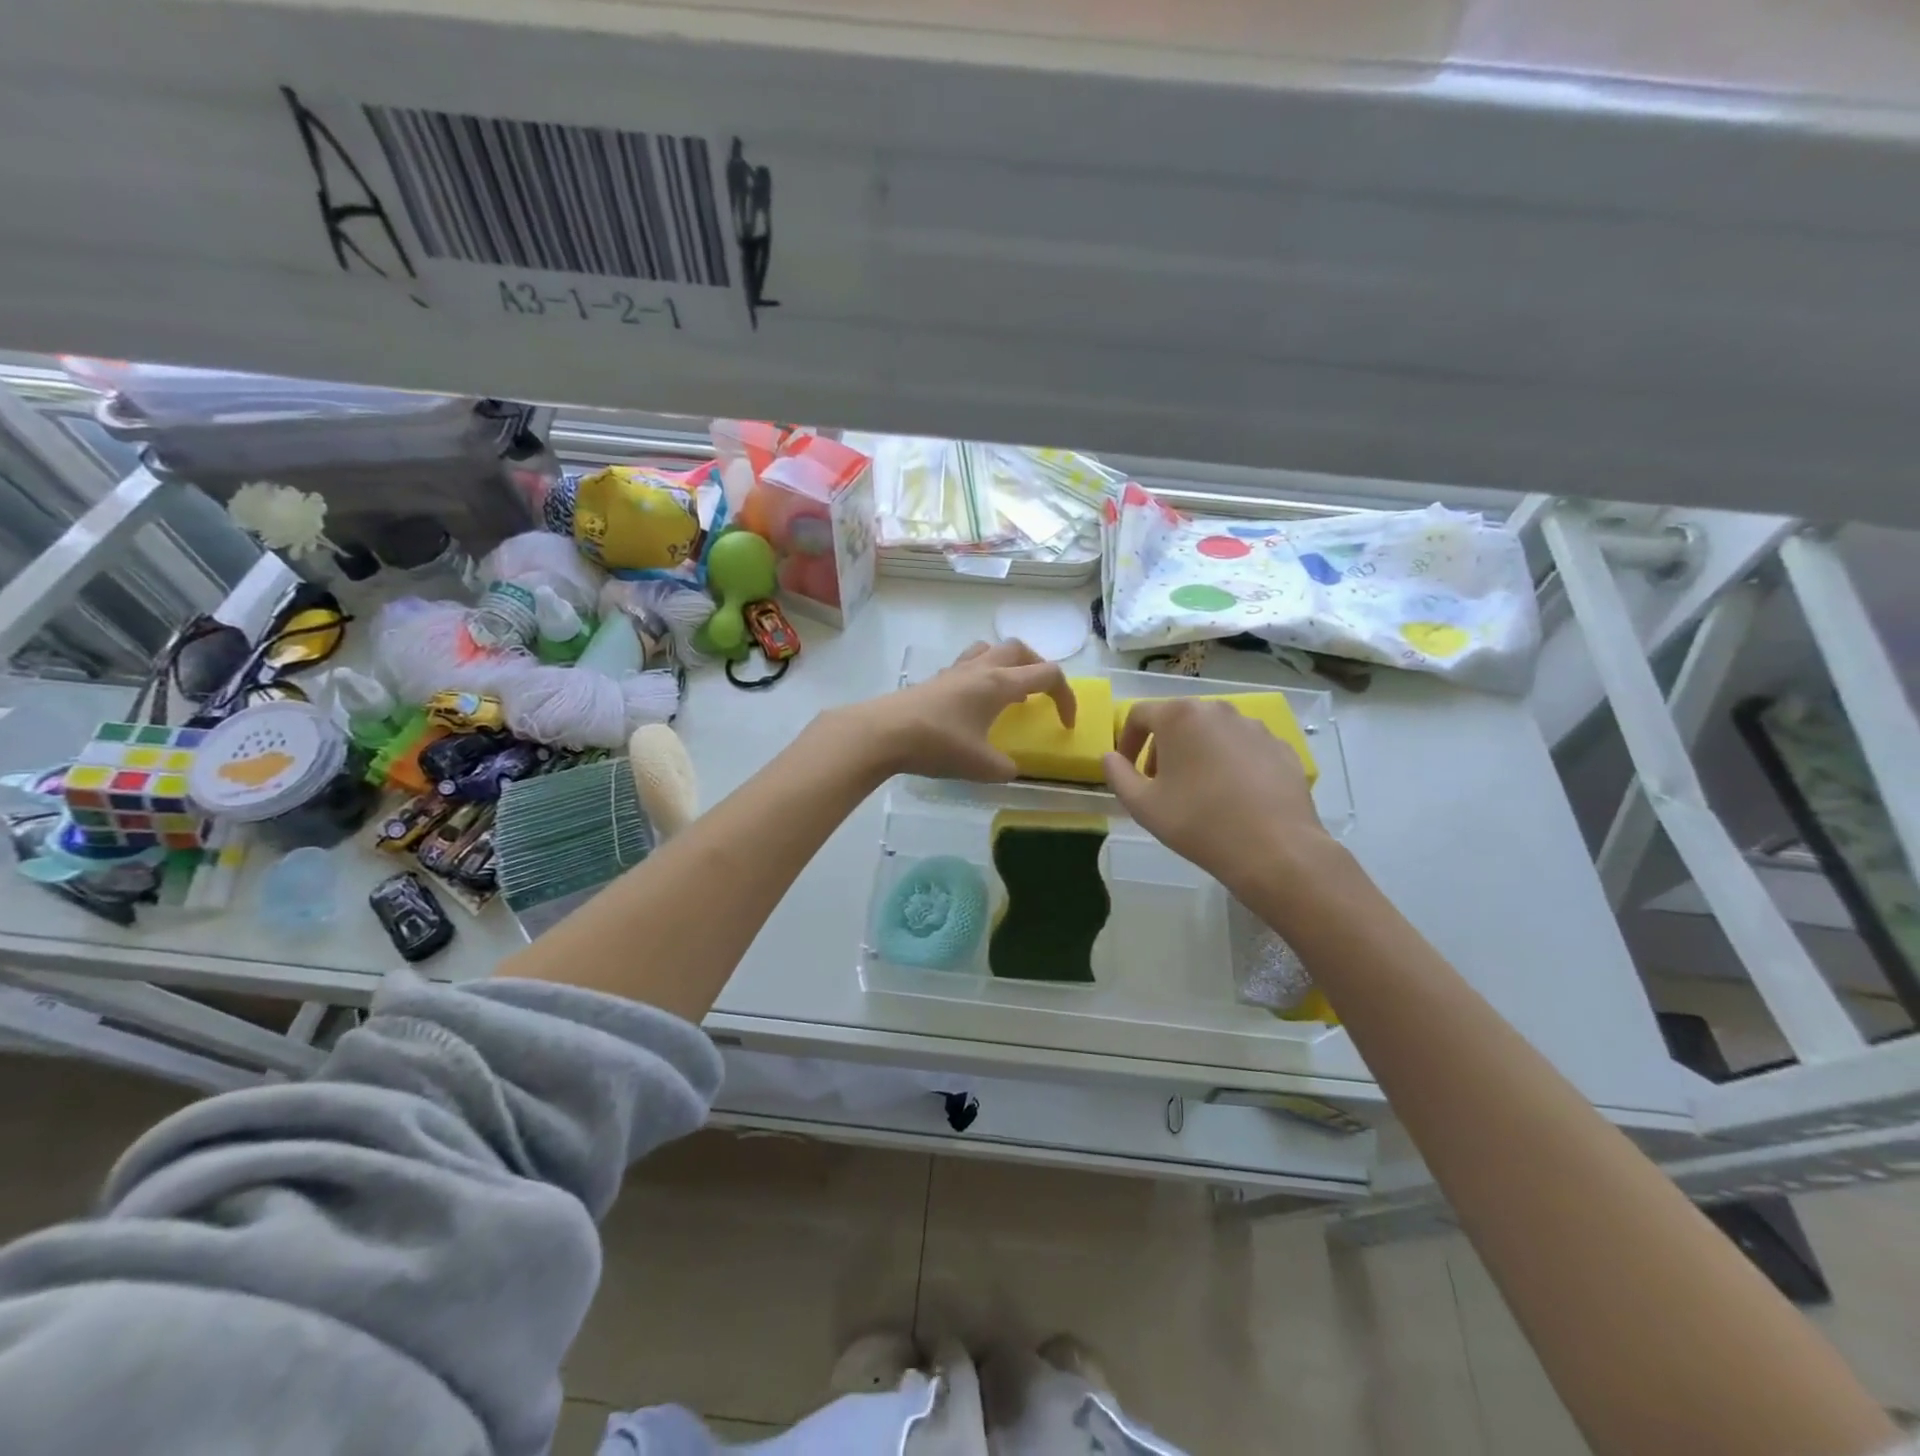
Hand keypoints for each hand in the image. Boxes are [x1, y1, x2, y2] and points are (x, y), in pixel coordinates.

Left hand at [860, 640, 1074, 781]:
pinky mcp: (935, 680)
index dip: (1066, 697)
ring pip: (990, 649)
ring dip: (1007, 664)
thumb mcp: (981, 766)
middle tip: (1041, 694)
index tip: (1066, 724)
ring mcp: (955, 671)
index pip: (1047, 675)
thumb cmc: (938, 744)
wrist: (883, 733)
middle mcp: (981, 668)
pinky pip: (967, 664)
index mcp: (1000, 683)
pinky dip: (981, 675)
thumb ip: (1005, 768)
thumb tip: (1010, 769)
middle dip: (1038, 667)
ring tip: (1009, 692)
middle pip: (1020, 649)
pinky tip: (973, 703)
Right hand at [1102, 698, 1325, 892]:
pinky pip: (1244, 748)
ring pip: (1213, 733)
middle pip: (1178, 720)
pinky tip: (1233, 797)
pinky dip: (1230, 763)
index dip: (1126, 740)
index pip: (1139, 714)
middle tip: (1160, 784)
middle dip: (1162, 748)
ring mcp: (1254, 727)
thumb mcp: (1142, 805)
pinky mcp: (1281, 748)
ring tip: (1197, 791)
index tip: (1127, 769)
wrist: (1275, 849)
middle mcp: (1218, 710)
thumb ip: (1117, 775)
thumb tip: (1110, 758)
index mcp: (1180, 716)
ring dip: (1196, 754)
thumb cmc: (1198, 823)